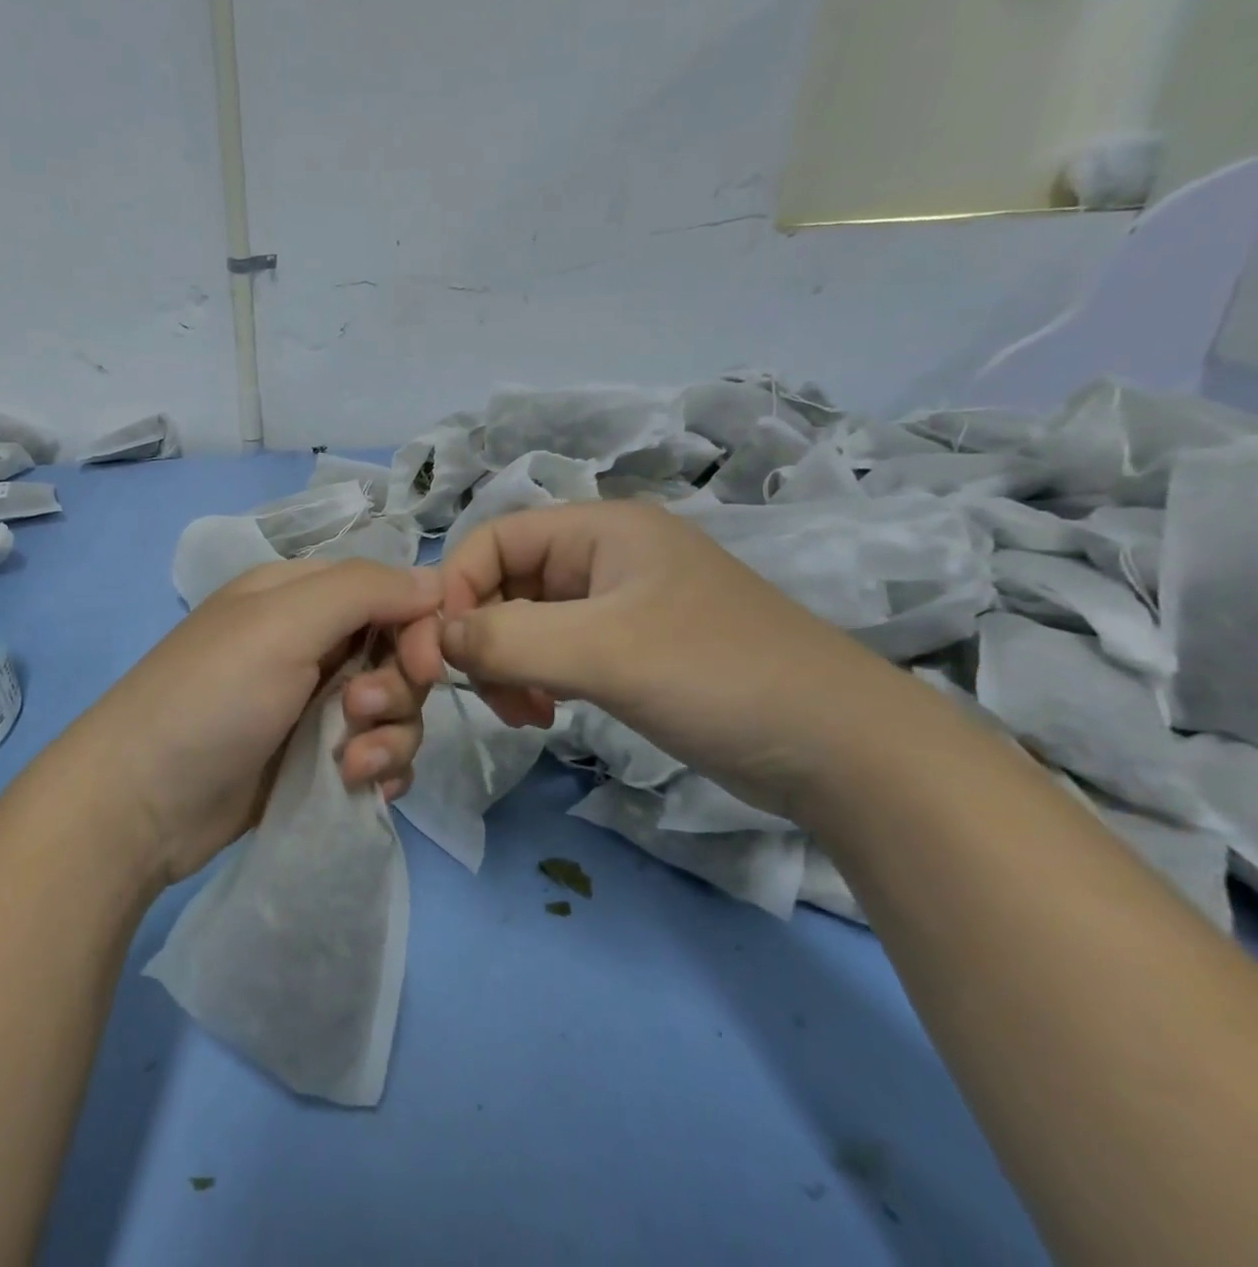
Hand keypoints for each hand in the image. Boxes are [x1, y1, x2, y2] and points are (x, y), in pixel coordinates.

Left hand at [80, 559, 445, 884]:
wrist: (141, 803)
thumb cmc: (212, 697)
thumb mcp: (282, 624)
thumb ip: (363, 591)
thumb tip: (436, 580)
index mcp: (299, 596)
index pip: (389, 591)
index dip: (417, 625)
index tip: (424, 666)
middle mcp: (311, 642)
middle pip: (397, 652)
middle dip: (396, 687)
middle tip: (358, 712)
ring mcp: (313, 703)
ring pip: (395, 707)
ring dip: (389, 736)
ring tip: (350, 764)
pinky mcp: (317, 758)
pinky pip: (379, 752)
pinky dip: (380, 768)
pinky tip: (358, 786)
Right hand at [438, 501, 918, 820]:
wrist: (843, 750)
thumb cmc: (719, 675)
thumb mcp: (604, 652)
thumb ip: (508, 638)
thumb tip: (437, 638)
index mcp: (600, 529)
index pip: (492, 539)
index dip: (457, 589)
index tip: (446, 654)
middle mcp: (604, 555)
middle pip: (505, 582)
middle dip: (486, 637)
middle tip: (497, 697)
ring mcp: (618, 603)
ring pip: (526, 621)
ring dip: (509, 664)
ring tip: (527, 713)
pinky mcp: (630, 648)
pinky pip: (555, 650)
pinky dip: (537, 679)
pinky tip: (549, 714)